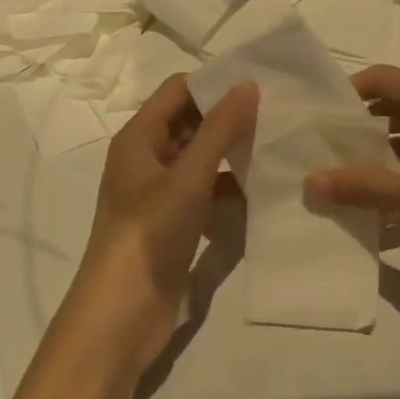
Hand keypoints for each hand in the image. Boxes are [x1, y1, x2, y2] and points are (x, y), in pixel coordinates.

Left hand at [67, 74, 258, 374]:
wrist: (121, 315)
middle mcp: (146, 159)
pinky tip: (262, 190)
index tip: (259, 83)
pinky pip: (204, 192)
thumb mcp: (188, 177)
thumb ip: (220, 130)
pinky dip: (228, 188)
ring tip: (278, 146)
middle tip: (278, 113)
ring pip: (199, 159)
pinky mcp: (173, 224)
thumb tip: (248, 84)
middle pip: (189, 123)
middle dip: (228, 118)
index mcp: (138, 138)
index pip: (178, 90)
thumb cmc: (149, 234)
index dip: (214, 84)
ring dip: (231, 154)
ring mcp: (159, 194)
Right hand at [304, 64, 399, 291]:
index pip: (381, 79)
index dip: (344, 93)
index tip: (312, 120)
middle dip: (354, 127)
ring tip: (337, 178)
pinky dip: (399, 175)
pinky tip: (376, 202)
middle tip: (316, 152)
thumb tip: (309, 182)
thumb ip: (370, 188)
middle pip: (390, 106)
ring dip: (375, 154)